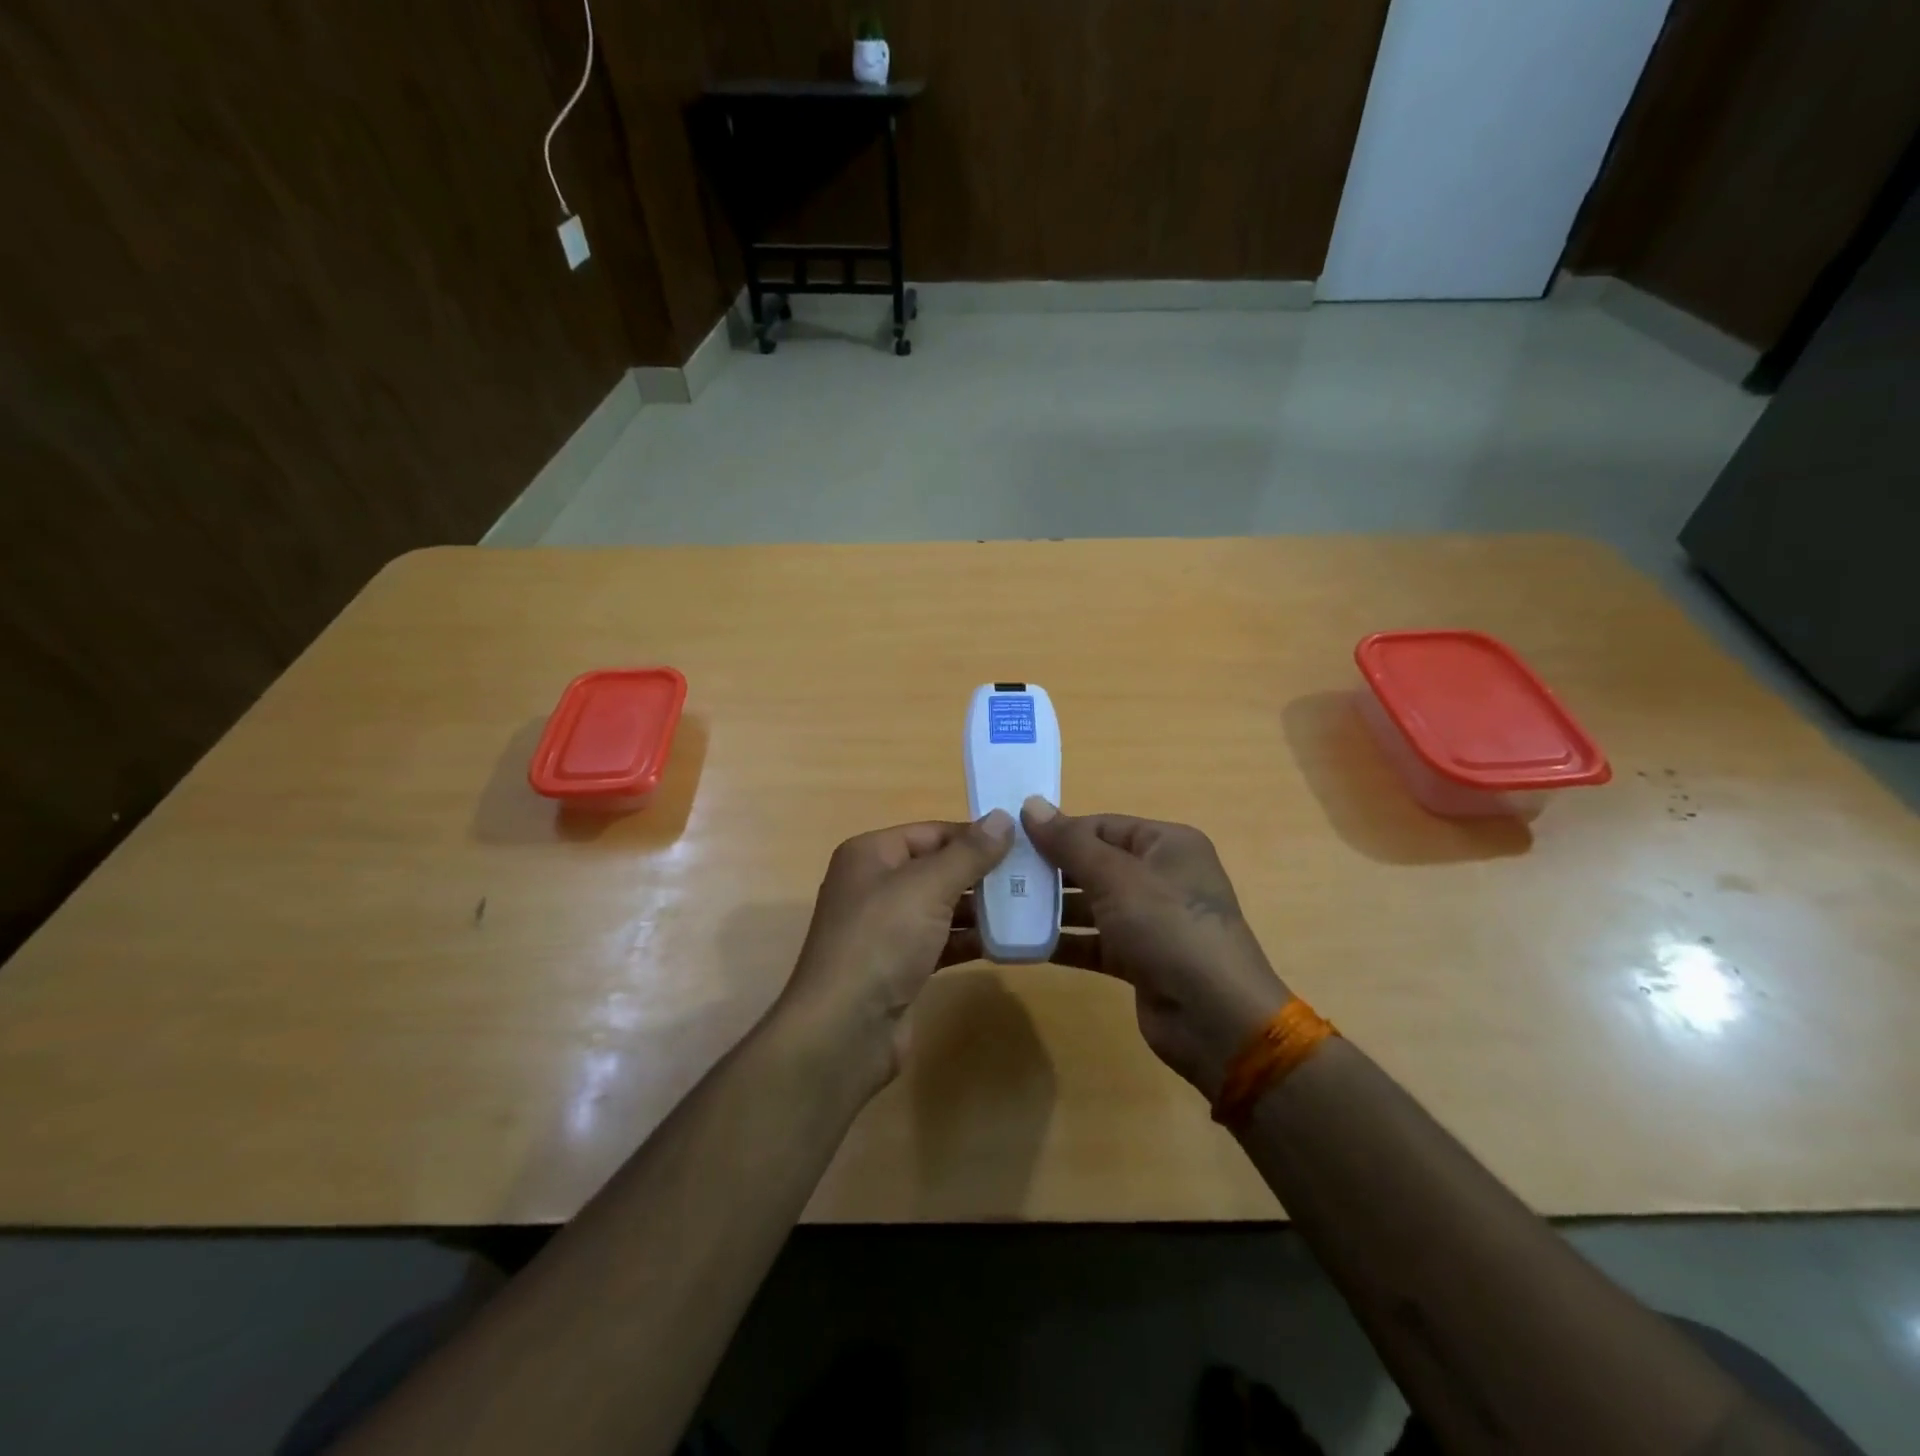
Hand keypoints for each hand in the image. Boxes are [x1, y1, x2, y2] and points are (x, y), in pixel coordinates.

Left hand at [778, 812, 1013, 1093]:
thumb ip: (969, 853)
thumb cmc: (882, 941)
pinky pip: (940, 941)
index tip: (1022, 843)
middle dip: (981, 872)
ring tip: (1028, 907)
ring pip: (940, 906)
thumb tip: (1002, 817)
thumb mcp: (928, 887)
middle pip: (937, 868)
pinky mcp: (898, 966)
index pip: (931, 832)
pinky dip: (968, 939)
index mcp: (870, 854)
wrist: (845, 1030)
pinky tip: (1005, 943)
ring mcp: (885, 929)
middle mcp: (874, 885)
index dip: (974, 835)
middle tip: (1032, 876)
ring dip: (980, 908)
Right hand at [1022, 799, 1290, 1100]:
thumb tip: (1031, 804)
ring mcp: (1152, 921)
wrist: (1216, 1019)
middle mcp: (1162, 877)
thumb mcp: (1117, 878)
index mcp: (1167, 845)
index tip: (1013, 838)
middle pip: (1096, 863)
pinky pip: (1095, 941)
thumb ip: (1070, 843)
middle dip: (1052, 869)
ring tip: (1004, 905)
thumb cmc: (1168, 929)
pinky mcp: (1140, 959)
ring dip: (1054, 906)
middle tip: (1001, 873)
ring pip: (1093, 903)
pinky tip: (1025, 943)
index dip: (1060, 830)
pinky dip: (1066, 941)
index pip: (1104, 826)